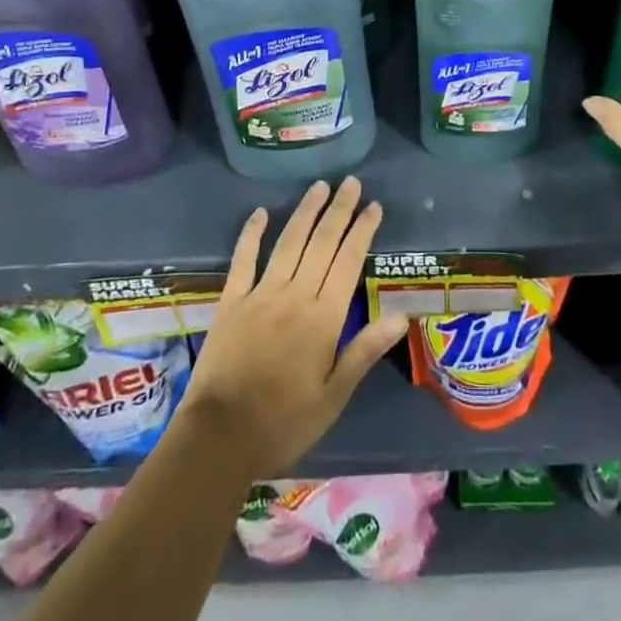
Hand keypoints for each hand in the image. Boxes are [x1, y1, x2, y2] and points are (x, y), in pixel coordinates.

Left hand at [181, 178, 407, 477]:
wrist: (219, 438)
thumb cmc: (284, 423)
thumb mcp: (333, 396)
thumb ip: (364, 351)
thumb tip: (401, 316)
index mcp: (323, 318)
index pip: (348, 261)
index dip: (362, 231)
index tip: (374, 206)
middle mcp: (295, 295)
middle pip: (321, 242)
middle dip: (339, 210)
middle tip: (351, 182)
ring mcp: (261, 294)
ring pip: (289, 242)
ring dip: (305, 212)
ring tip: (319, 186)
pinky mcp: (231, 301)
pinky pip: (243, 259)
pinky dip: (251, 233)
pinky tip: (260, 213)